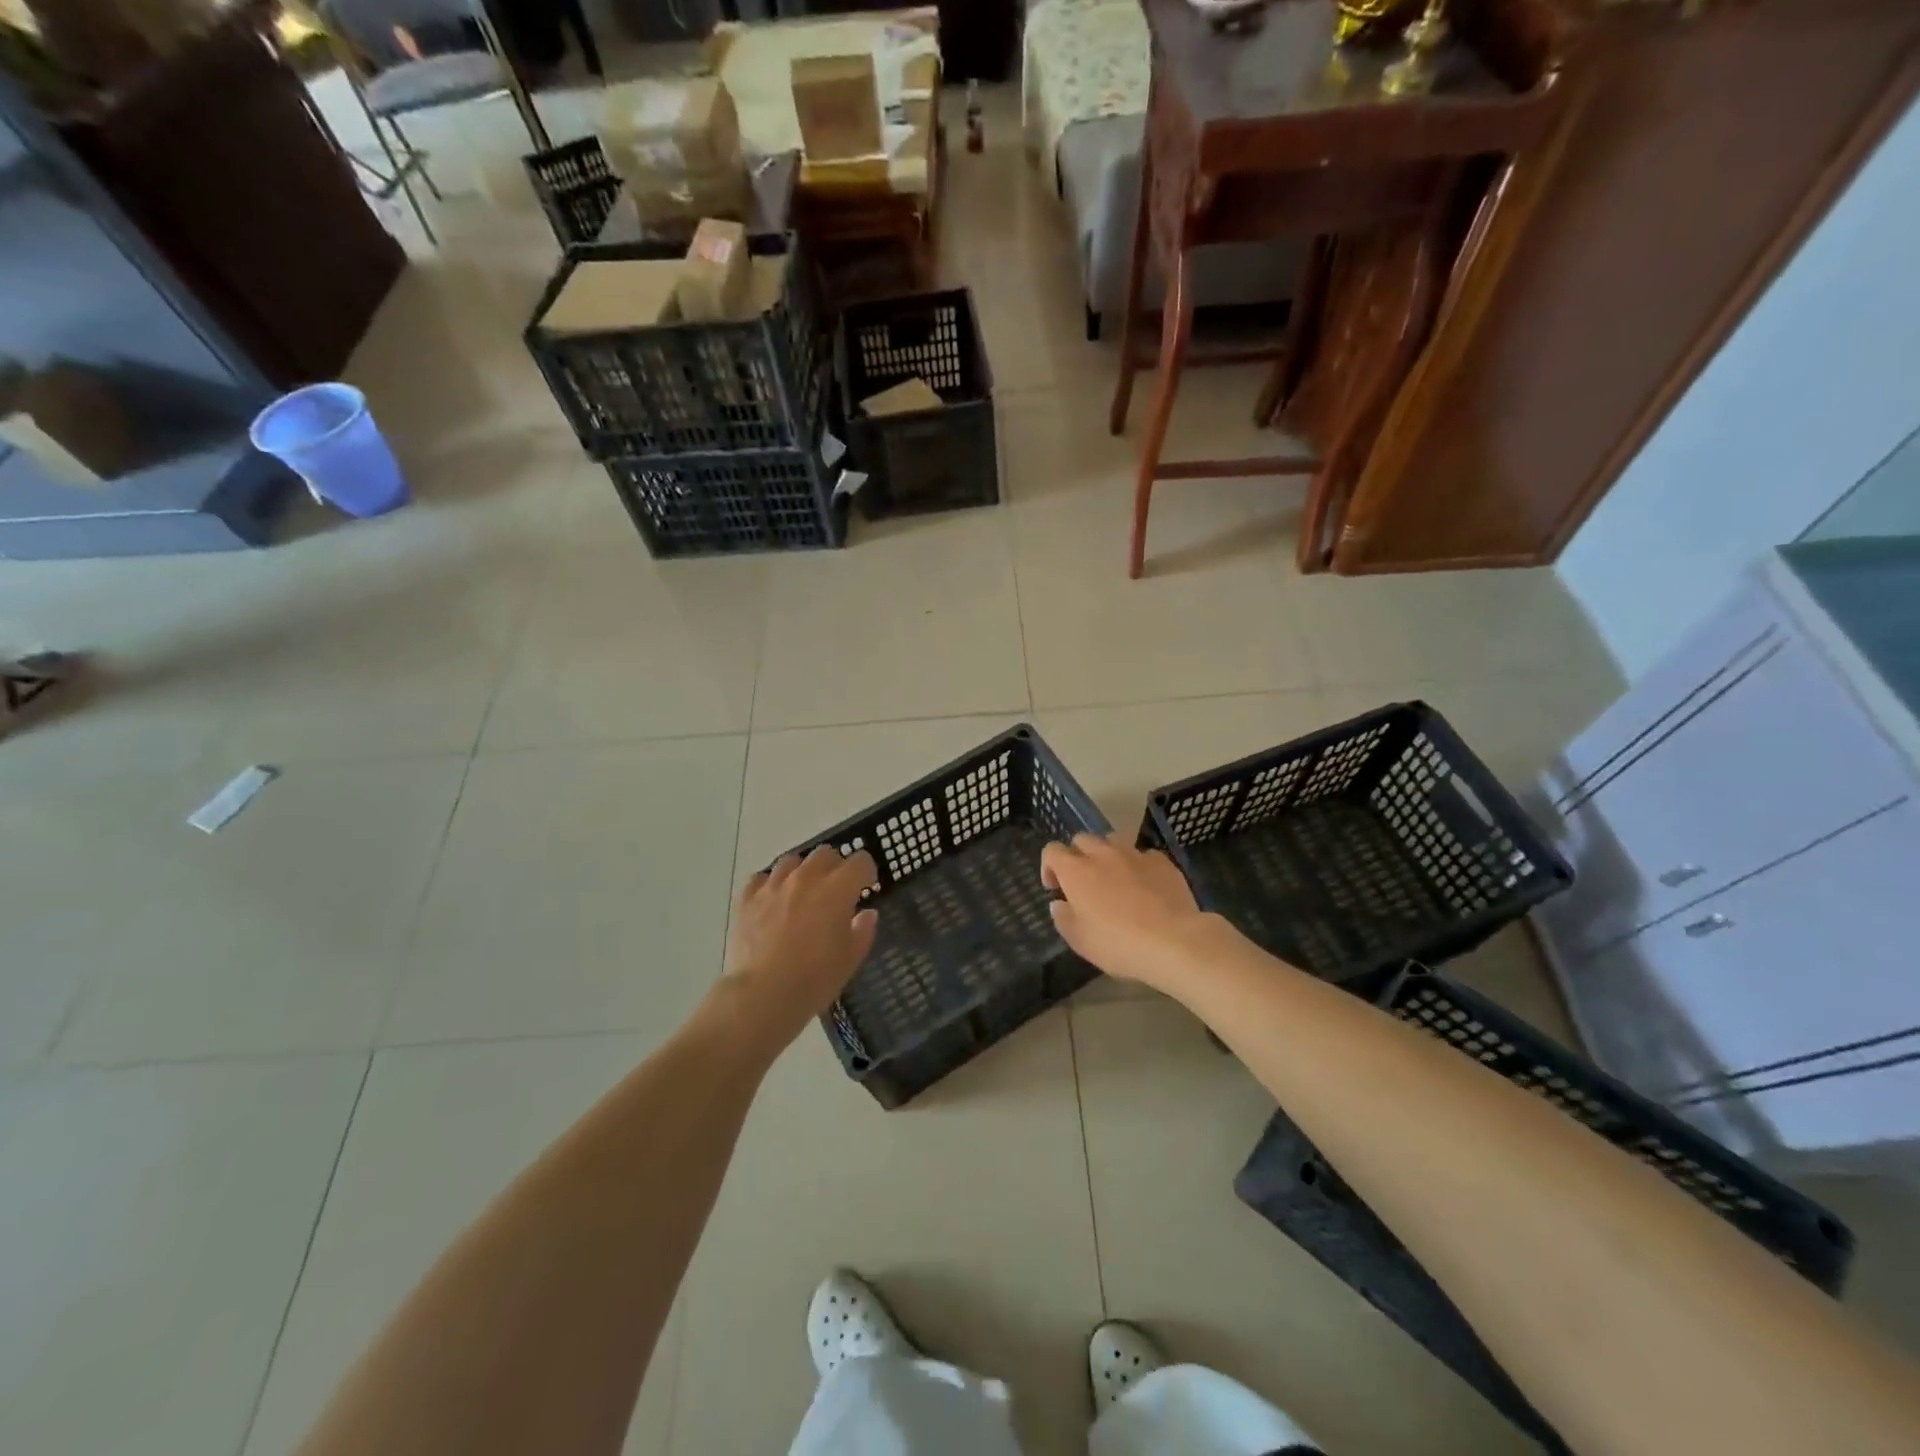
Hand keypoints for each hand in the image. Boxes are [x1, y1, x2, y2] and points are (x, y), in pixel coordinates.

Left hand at [723, 846, 880, 1046]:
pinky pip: (761, 879)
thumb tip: (866, 914)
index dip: (866, 872)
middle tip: (835, 891)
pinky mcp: (747, 899)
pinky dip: (770, 885)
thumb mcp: (850, 959)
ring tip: (802, 893)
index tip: (866, 888)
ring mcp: (773, 886)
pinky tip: (773, 901)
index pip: (860, 862)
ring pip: (792, 861)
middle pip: (825, 853)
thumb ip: (863, 931)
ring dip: (802, 871)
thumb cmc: (814, 979)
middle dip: (835, 867)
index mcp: (836, 889)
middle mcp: (806, 878)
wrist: (762, 996)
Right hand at [1041, 834, 1209, 991]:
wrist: (1173, 941)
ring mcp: (1134, 854)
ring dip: (1107, 854)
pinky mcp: (1162, 861)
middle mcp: (1102, 854)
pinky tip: (1146, 885)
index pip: (1052, 851)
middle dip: (1078, 856)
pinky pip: (1143, 854)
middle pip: (1082, 839)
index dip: (1049, 866)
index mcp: (1076, 871)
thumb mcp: (1080, 941)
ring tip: (1114, 877)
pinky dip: (1138, 865)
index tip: (1055, 887)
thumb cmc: (1118, 944)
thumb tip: (1059, 903)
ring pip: (1113, 840)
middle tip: (1084, 882)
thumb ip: (1063, 918)